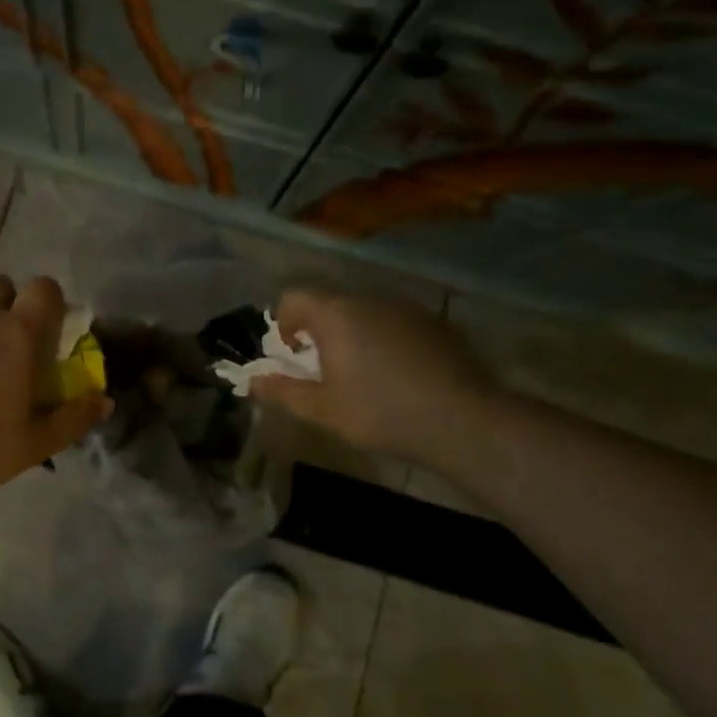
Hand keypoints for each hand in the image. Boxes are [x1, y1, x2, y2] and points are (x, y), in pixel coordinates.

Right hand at [249, 288, 501, 465]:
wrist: (462, 420)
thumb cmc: (381, 413)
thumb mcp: (323, 410)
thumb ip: (284, 391)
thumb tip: (254, 381)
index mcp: (335, 315)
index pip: (294, 297)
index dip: (284, 321)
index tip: (293, 353)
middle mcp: (368, 299)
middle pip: (330, 302)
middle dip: (319, 328)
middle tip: (324, 367)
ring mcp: (405, 307)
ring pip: (365, 310)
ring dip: (353, 331)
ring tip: (362, 371)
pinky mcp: (434, 322)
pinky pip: (394, 320)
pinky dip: (385, 337)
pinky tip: (398, 373)